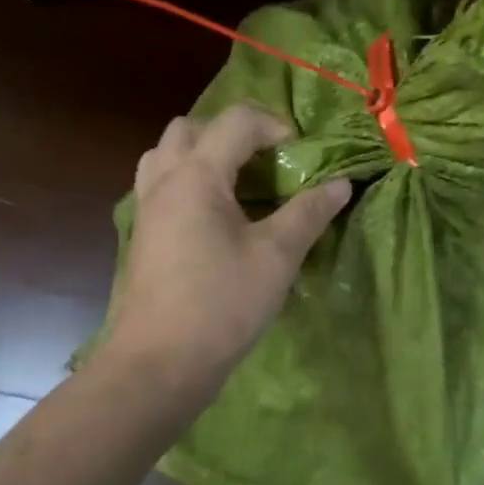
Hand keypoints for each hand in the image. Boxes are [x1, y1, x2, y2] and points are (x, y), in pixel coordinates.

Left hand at [104, 105, 349, 384]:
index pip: (236, 122)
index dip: (273, 125)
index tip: (300, 153)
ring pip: (166, 155)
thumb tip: (341, 183)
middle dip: (230, 133)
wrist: (159, 362)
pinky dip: (186, 182)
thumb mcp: (276, 257)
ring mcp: (145, 209)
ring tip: (236, 183)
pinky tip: (214, 218)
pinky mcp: (142, 236)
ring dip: (201, 155)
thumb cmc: (221, 304)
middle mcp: (163, 181)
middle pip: (189, 128)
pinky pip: (160, 186)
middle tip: (264, 161)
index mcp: (196, 176)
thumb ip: (308, 213)